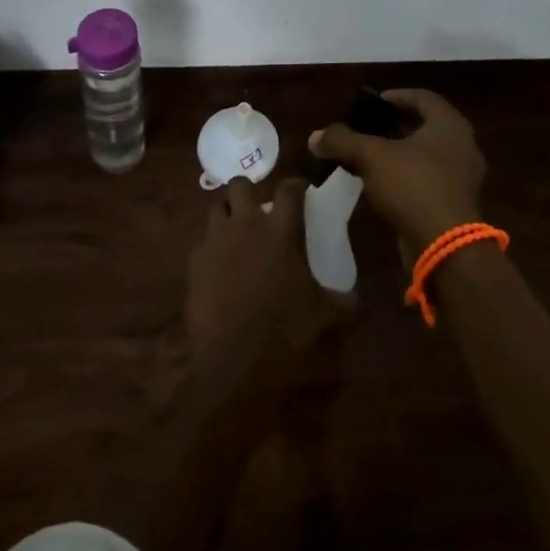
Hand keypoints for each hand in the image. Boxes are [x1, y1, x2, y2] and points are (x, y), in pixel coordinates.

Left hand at [185, 177, 350, 373]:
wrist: (234, 365)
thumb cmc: (286, 333)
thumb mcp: (326, 319)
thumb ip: (344, 303)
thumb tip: (354, 300)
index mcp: (282, 231)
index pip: (290, 190)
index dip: (296, 186)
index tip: (301, 192)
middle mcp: (246, 226)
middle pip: (240, 185)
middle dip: (249, 192)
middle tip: (259, 211)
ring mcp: (216, 243)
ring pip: (215, 209)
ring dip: (226, 215)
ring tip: (236, 234)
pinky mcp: (195, 265)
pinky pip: (202, 245)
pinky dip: (211, 251)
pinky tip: (219, 270)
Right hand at [309, 88, 485, 250]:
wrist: (445, 245)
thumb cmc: (413, 185)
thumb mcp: (372, 157)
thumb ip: (343, 141)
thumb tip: (315, 137)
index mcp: (449, 124)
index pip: (423, 97)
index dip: (397, 96)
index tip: (374, 102)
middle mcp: (463, 144)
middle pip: (427, 125)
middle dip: (397, 126)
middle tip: (371, 128)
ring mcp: (463, 176)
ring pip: (429, 154)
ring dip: (402, 153)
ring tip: (373, 157)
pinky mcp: (457, 203)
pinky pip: (431, 179)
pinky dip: (409, 176)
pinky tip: (385, 186)